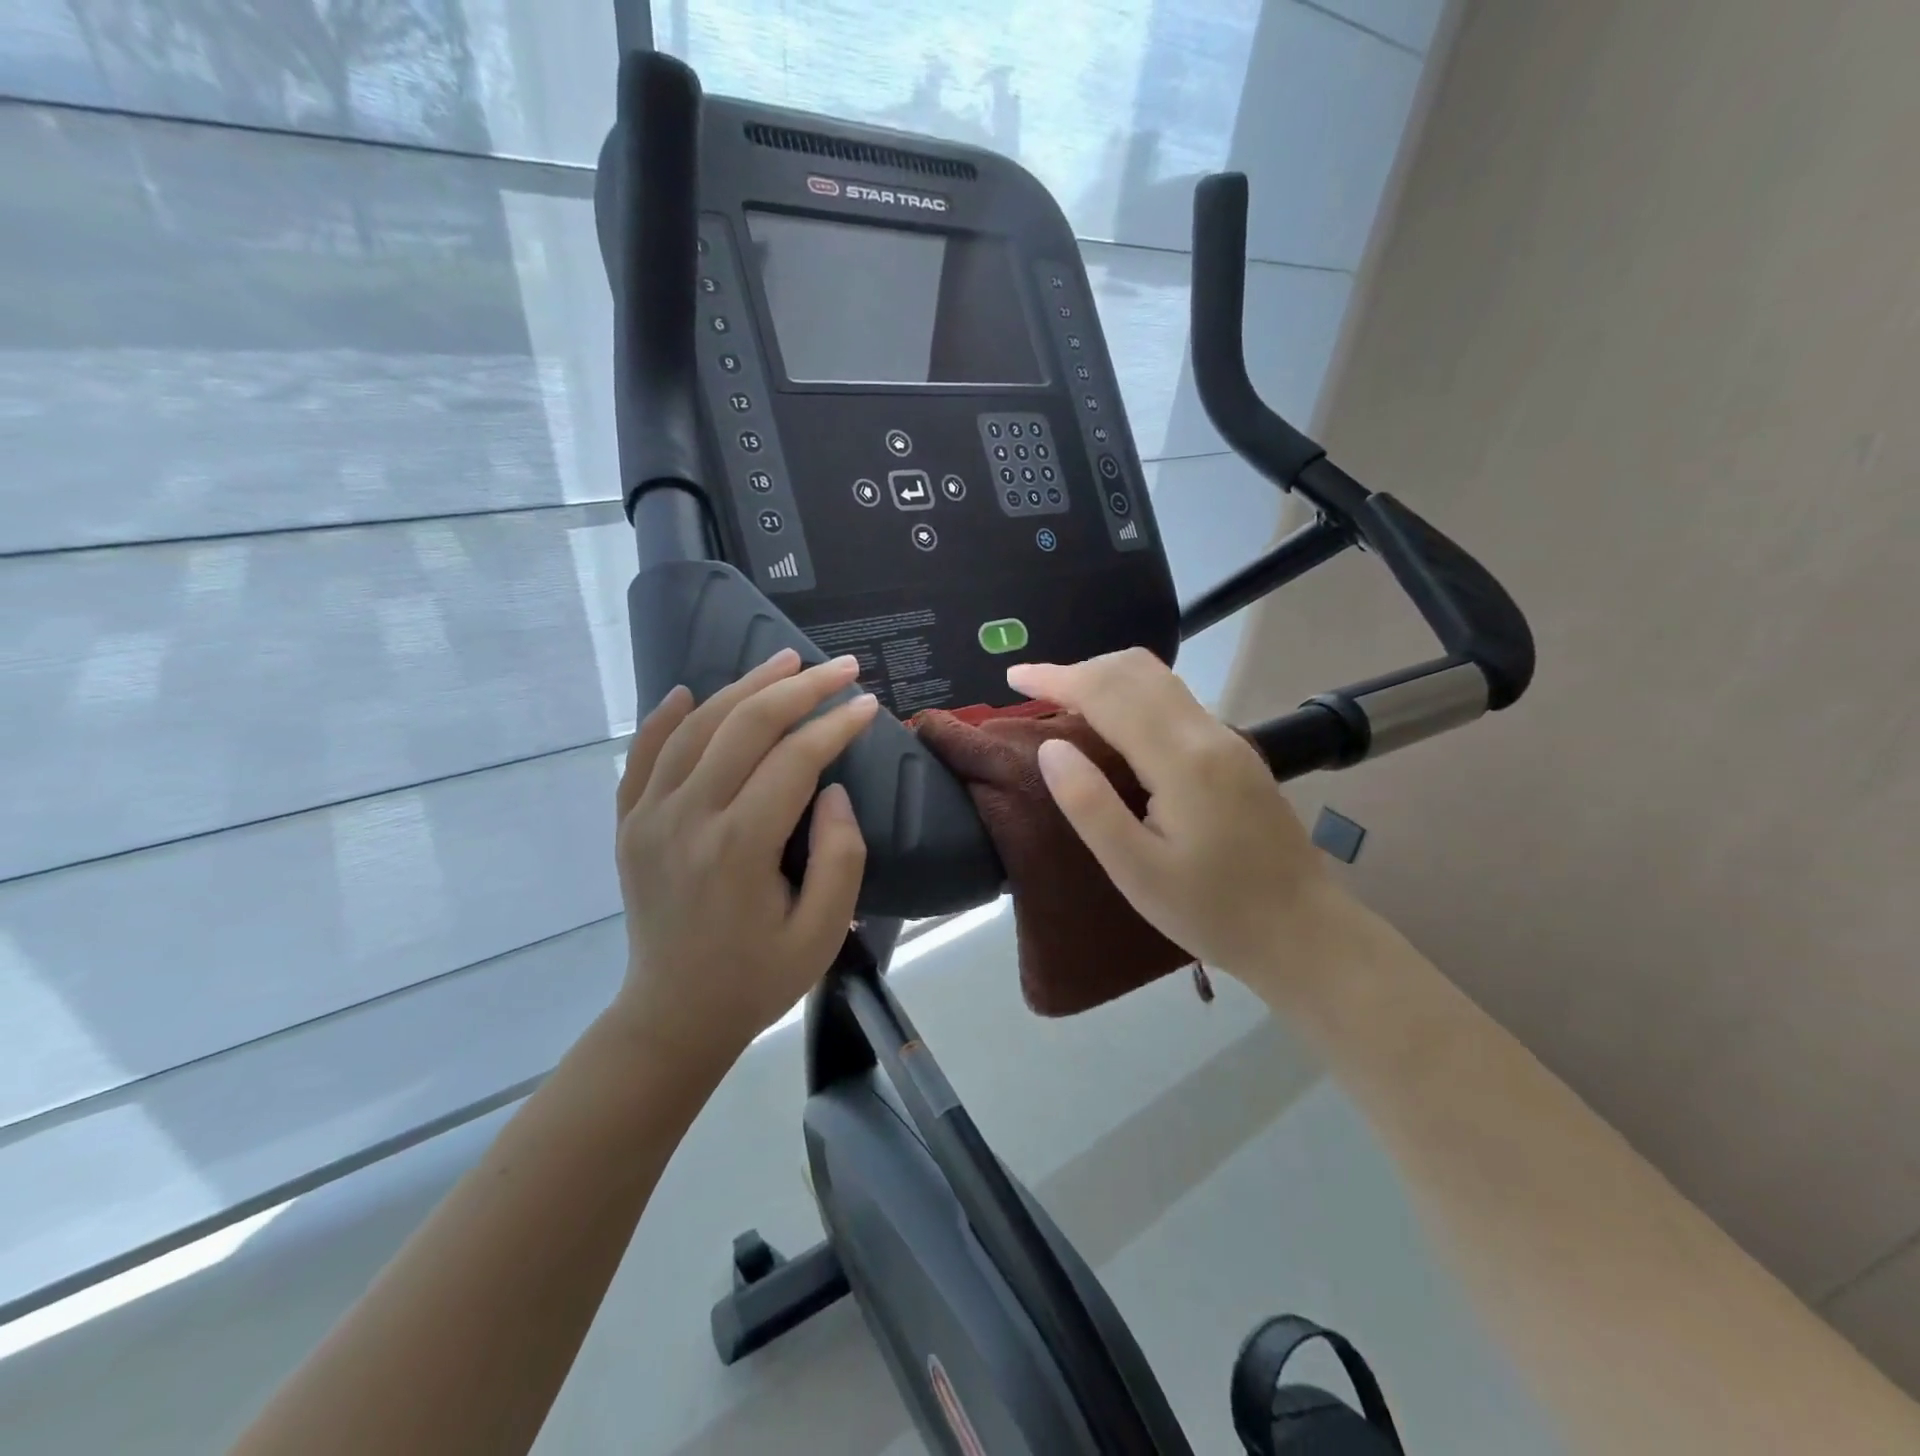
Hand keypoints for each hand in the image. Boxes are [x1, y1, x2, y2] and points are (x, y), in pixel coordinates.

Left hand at [614, 649, 875, 1060]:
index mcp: (739, 847)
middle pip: (746, 726)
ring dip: (744, 686)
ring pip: (697, 727)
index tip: (868, 703)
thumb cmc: (757, 978)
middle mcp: (687, 818)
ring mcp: (649, 817)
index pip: (795, 760)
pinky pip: (643, 756)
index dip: (836, 724)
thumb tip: (834, 789)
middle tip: (840, 666)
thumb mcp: (821, 932)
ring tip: (784, 661)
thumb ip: (840, 856)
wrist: (672, 1016)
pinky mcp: (629, 824)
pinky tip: (687, 691)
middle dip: (799, 688)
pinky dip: (665, 718)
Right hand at [1006, 649, 1341, 981]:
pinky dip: (1131, 695)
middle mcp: (1207, 733)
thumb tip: (1050, 746)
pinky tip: (1114, 726)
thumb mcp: (1136, 871)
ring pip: (1158, 678)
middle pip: (1136, 670)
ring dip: (1107, 677)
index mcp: (1180, 760)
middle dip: (1079, 669)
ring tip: (1065, 703)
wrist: (1303, 931)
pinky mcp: (1234, 752)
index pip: (1107, 693)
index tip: (1014, 677)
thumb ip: (1089, 804)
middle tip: (1034, 693)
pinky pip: (1173, 700)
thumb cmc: (1213, 911)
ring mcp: (1227, 739)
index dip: (1056, 677)